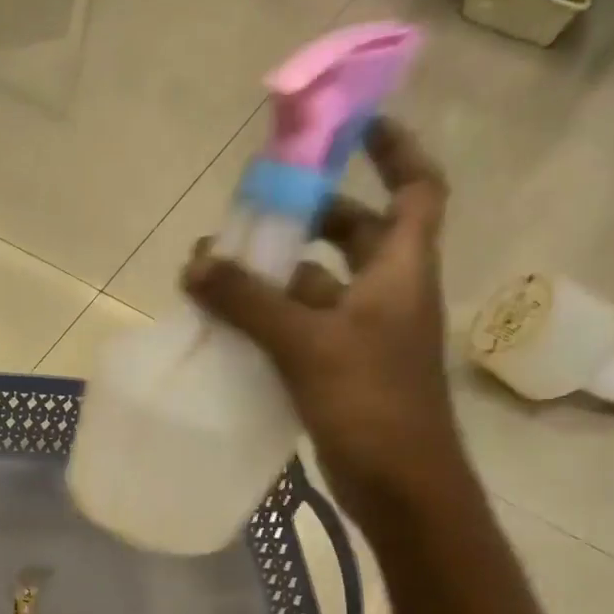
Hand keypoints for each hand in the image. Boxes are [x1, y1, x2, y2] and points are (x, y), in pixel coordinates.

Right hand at [185, 117, 462, 517]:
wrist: (400, 486)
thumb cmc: (370, 404)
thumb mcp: (307, 344)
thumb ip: (249, 302)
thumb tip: (196, 262)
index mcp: (401, 269)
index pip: (417, 188)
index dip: (394, 149)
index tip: (353, 127)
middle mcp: (389, 294)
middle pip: (357, 234)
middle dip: (310, 218)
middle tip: (257, 214)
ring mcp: (366, 336)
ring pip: (322, 287)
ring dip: (279, 276)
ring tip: (223, 272)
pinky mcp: (343, 372)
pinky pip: (306, 330)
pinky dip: (274, 321)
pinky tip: (232, 326)